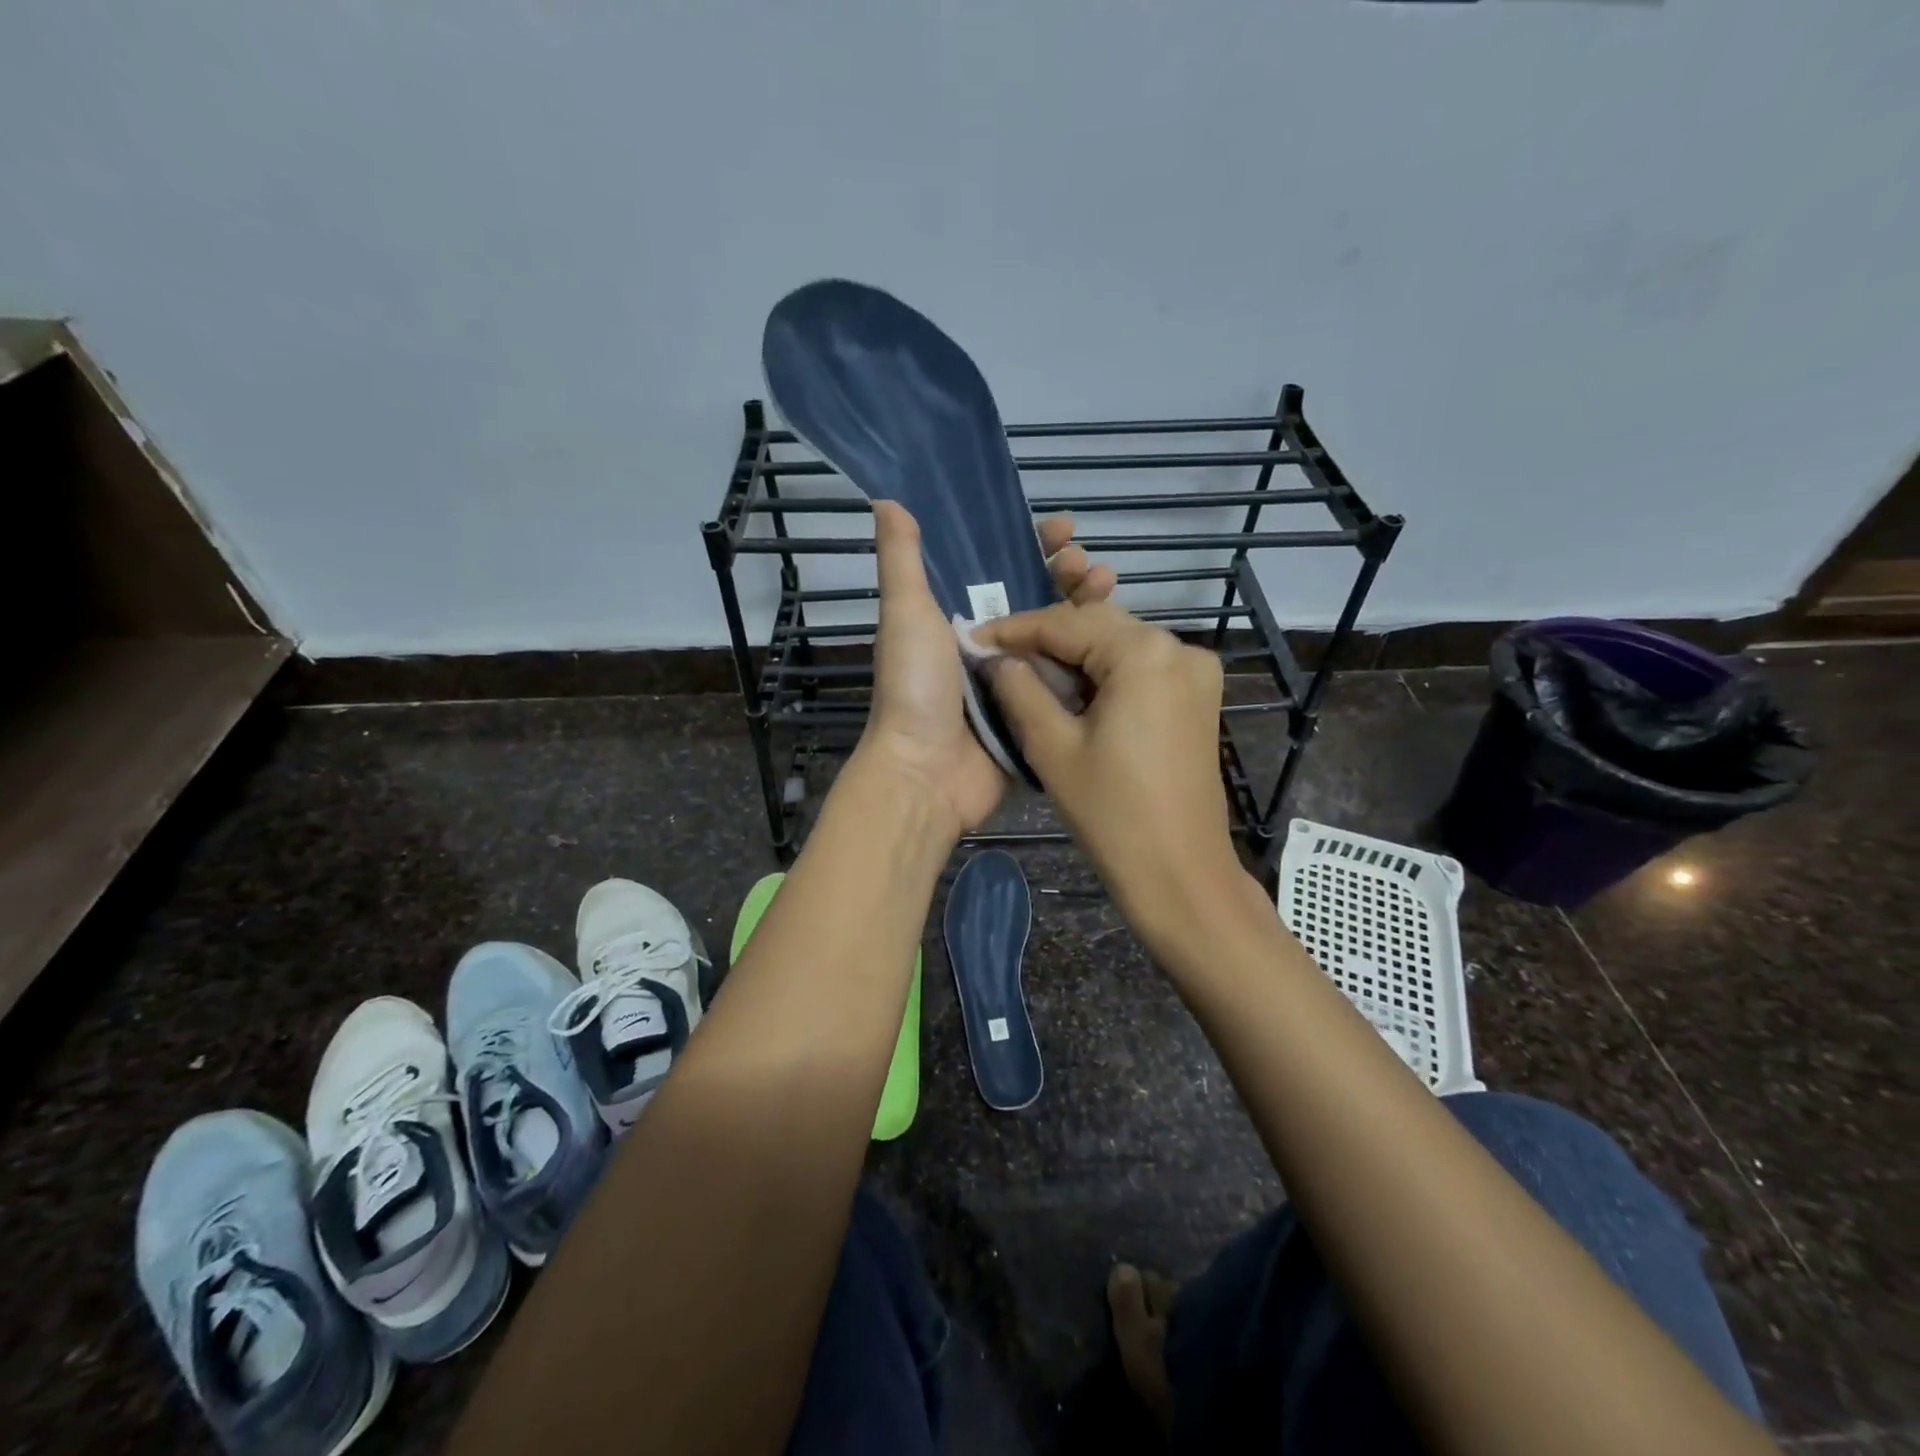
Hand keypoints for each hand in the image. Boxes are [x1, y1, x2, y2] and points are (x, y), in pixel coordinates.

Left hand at [851, 501, 1115, 838]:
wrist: (926, 773)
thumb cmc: (914, 688)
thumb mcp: (905, 614)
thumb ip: (902, 559)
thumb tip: (887, 498)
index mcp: (959, 618)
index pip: (1001, 569)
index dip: (1031, 546)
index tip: (1063, 528)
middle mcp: (992, 645)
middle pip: (1040, 600)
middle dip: (1068, 576)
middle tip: (1090, 567)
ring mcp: (1018, 681)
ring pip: (1061, 637)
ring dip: (1087, 609)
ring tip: (1109, 588)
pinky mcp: (1038, 714)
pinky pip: (1070, 680)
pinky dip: (1092, 660)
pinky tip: (1118, 639)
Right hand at [972, 600, 1237, 942]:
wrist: (1180, 873)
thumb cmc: (1111, 813)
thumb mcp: (1052, 747)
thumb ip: (1019, 689)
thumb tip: (996, 657)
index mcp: (1144, 653)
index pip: (1066, 624)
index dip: (1015, 629)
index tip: (974, 638)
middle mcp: (1179, 648)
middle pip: (1097, 625)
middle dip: (1046, 639)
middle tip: (999, 658)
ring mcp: (1196, 672)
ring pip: (1119, 644)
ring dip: (1074, 655)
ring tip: (1028, 674)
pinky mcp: (1197, 697)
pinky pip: (1141, 667)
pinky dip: (1104, 673)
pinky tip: (1072, 691)